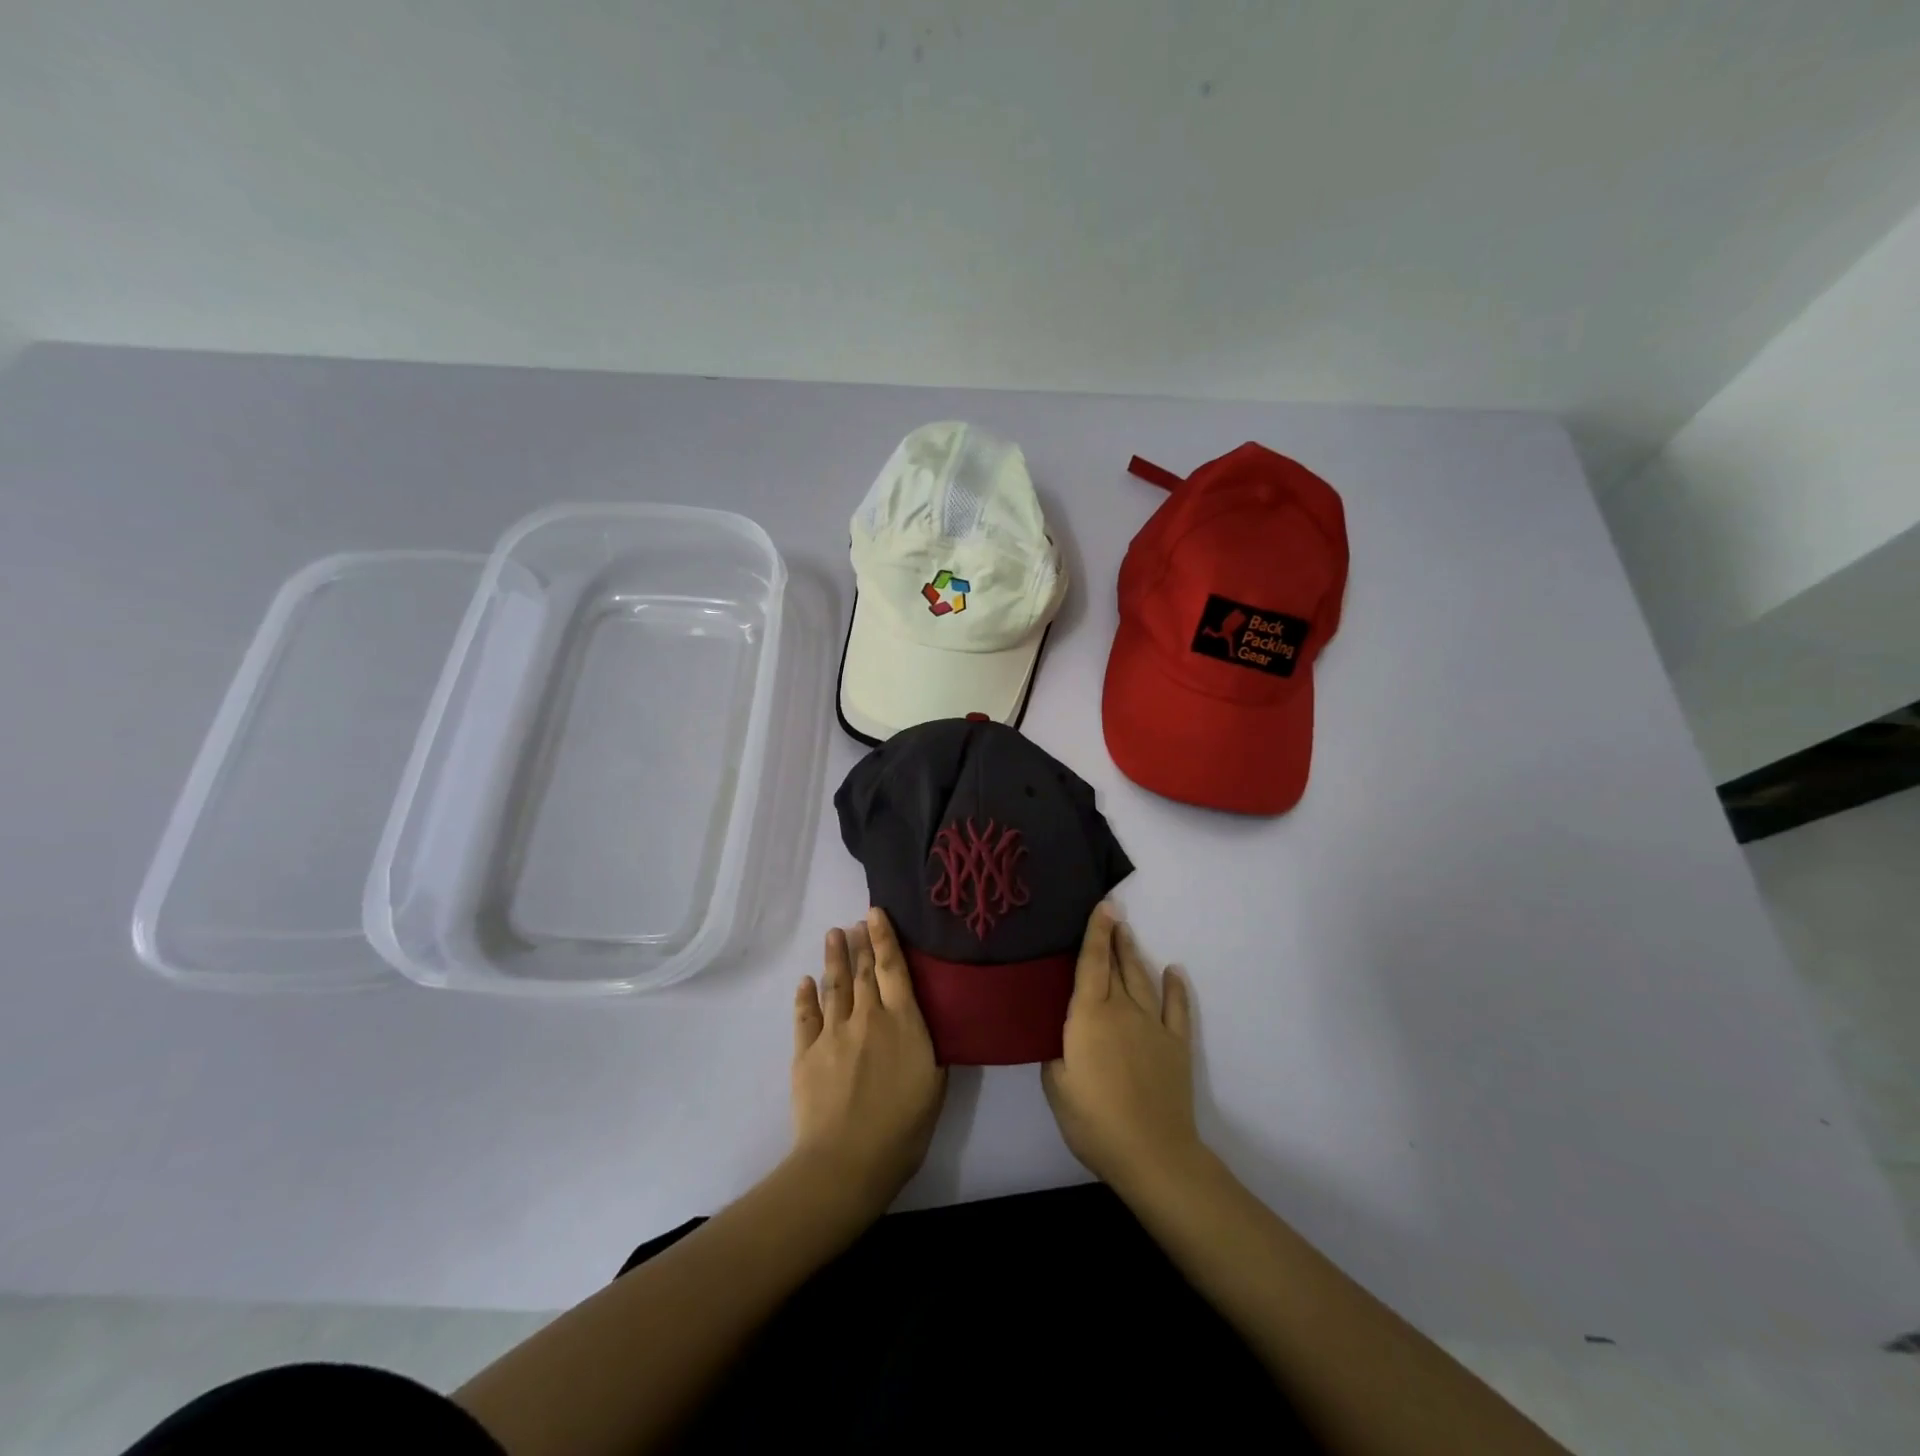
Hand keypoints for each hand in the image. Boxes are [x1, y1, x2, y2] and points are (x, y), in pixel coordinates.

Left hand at [790, 907, 946, 1215]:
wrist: (848, 1160)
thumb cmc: (903, 1127)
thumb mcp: (935, 1082)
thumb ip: (927, 1044)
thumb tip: (921, 1019)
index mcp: (902, 1021)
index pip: (892, 967)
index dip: (884, 937)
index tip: (875, 913)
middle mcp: (867, 1016)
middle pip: (862, 971)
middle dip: (860, 942)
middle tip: (856, 921)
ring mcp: (833, 1033)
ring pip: (833, 985)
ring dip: (833, 957)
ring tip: (833, 934)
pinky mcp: (806, 1053)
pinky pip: (805, 1016)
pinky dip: (805, 996)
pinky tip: (806, 981)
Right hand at [1042, 904, 1200, 1195]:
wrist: (1152, 1153)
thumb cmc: (1094, 1120)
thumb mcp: (1056, 1086)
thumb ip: (1055, 1053)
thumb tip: (1060, 1037)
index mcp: (1090, 1016)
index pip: (1091, 964)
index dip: (1095, 933)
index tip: (1102, 906)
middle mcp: (1123, 1010)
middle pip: (1117, 966)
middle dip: (1114, 938)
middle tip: (1113, 913)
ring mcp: (1154, 1026)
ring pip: (1143, 980)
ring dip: (1135, 955)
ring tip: (1129, 935)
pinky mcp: (1176, 1046)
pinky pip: (1177, 1009)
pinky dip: (1176, 988)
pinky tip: (1175, 972)